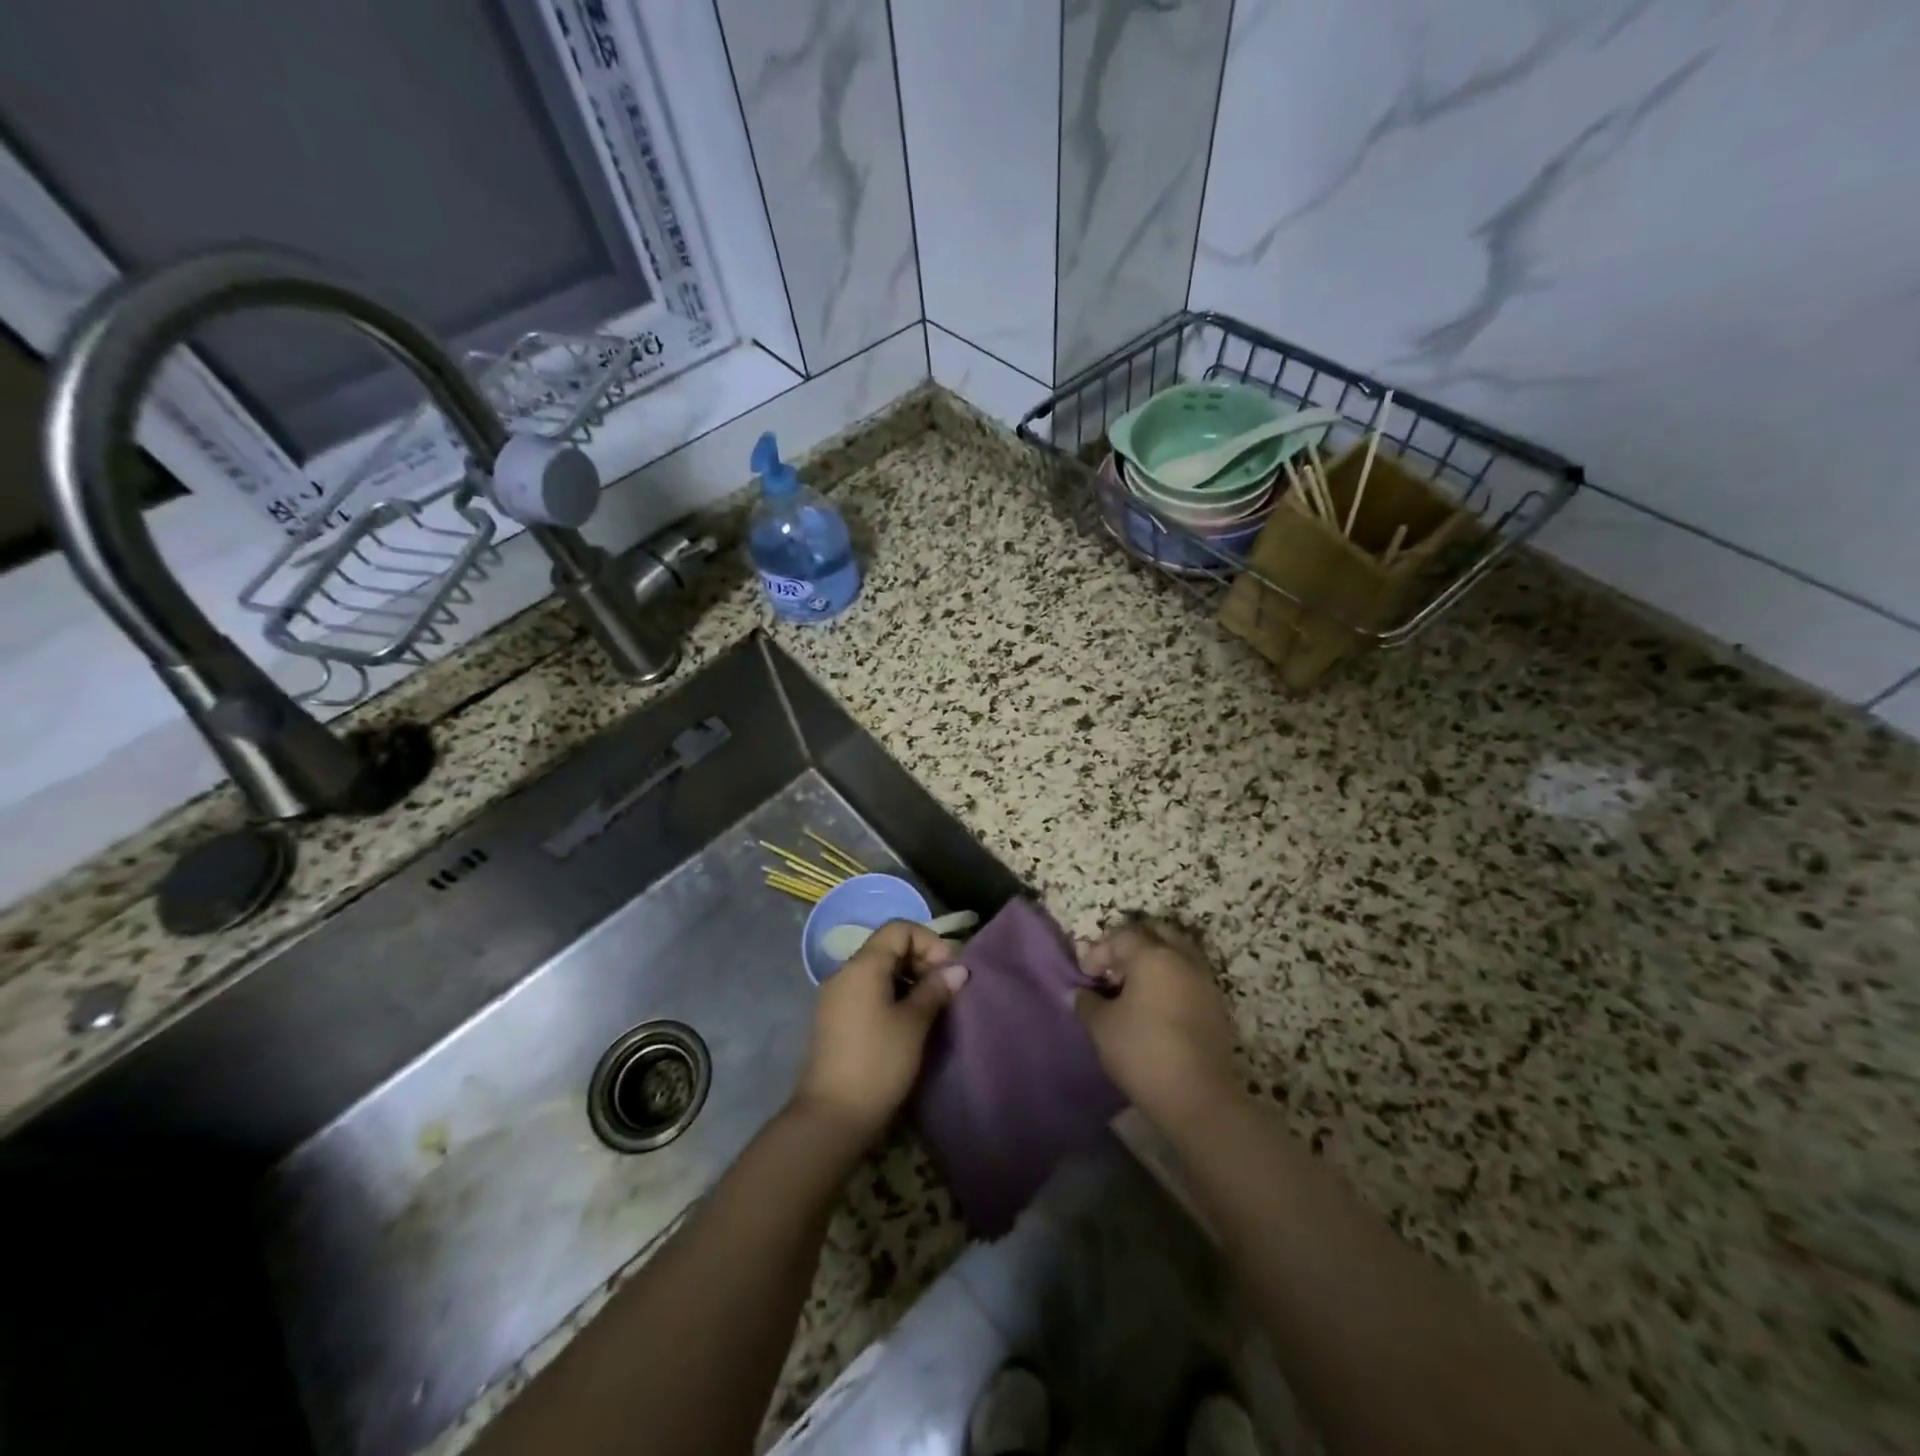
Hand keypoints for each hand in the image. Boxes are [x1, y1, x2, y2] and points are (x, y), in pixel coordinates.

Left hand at [791, 920, 967, 1143]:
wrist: (831, 1117)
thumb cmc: (878, 1063)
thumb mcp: (914, 1024)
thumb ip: (936, 989)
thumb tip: (958, 969)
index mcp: (862, 965)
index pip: (899, 928)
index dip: (929, 942)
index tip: (948, 972)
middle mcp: (844, 972)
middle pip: (888, 947)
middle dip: (920, 961)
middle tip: (943, 991)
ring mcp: (835, 996)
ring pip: (877, 971)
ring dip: (907, 980)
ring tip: (929, 1009)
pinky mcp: (833, 1019)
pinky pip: (866, 991)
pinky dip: (890, 996)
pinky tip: (905, 1023)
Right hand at [1073, 921, 1239, 1129]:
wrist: (1198, 1098)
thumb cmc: (1142, 1051)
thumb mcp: (1101, 1026)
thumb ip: (1087, 1003)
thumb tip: (1080, 993)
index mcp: (1153, 955)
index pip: (1122, 937)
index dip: (1099, 952)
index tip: (1086, 977)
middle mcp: (1183, 959)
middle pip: (1156, 934)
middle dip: (1132, 947)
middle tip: (1113, 973)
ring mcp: (1205, 982)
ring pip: (1177, 955)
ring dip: (1154, 964)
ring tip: (1133, 993)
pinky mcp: (1217, 1007)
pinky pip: (1189, 978)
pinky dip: (1171, 982)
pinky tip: (1155, 1010)